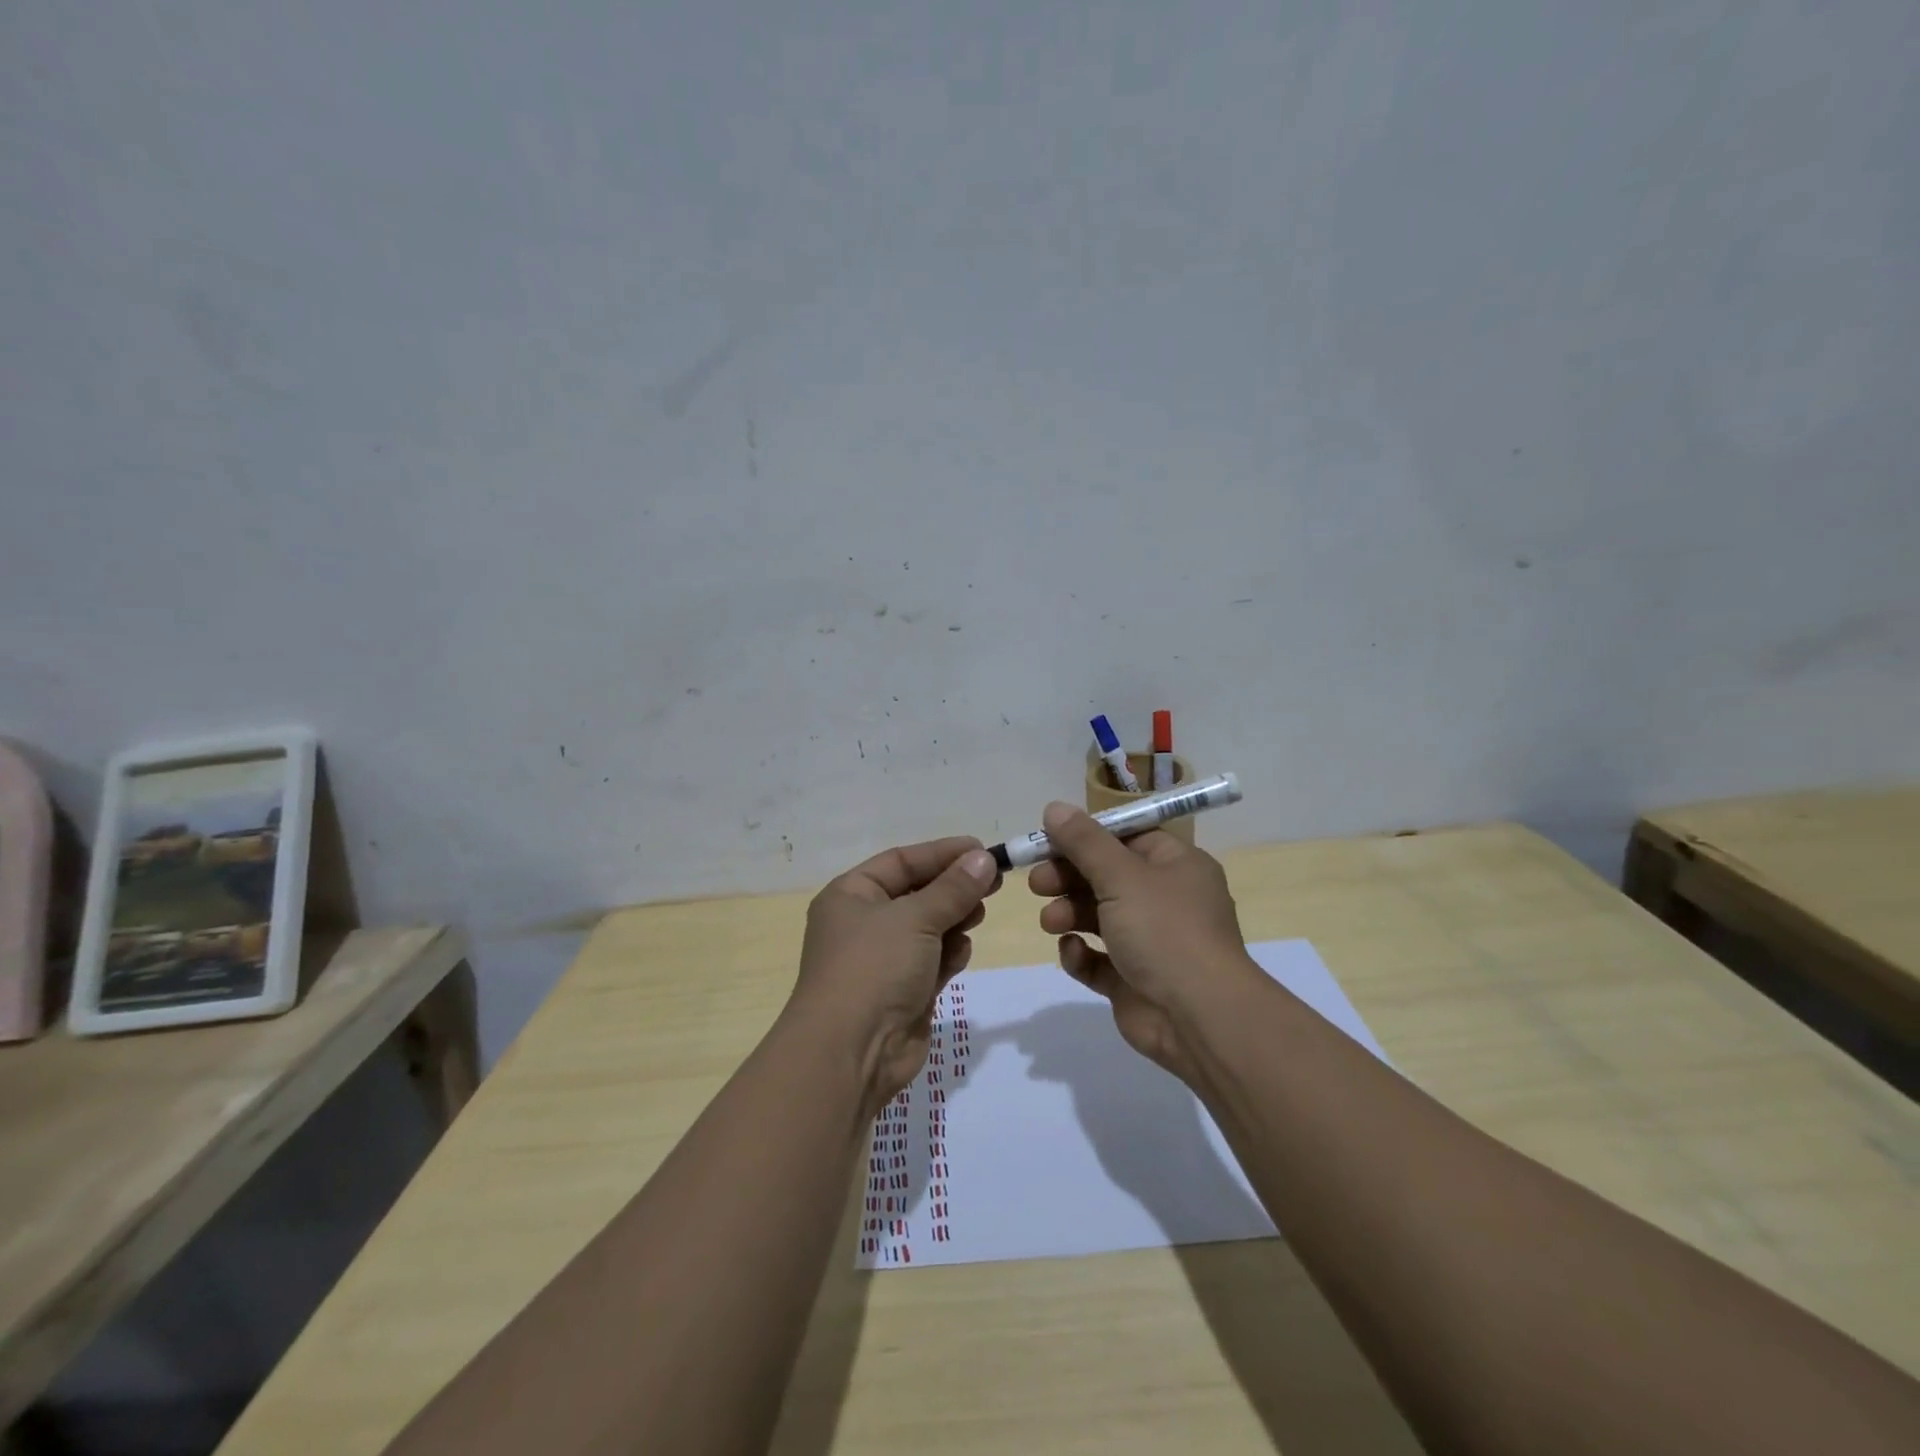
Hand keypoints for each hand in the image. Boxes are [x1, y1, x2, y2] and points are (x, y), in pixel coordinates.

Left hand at [793, 836, 999, 1110]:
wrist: (852, 1053)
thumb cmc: (874, 968)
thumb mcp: (915, 918)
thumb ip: (953, 888)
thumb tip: (983, 859)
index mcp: (851, 895)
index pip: (901, 861)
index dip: (942, 853)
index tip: (982, 850)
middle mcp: (864, 923)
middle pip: (917, 893)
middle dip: (953, 888)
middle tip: (993, 882)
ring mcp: (883, 960)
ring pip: (929, 927)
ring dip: (954, 919)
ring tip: (977, 916)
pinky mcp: (903, 991)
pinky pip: (933, 960)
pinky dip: (949, 953)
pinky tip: (960, 953)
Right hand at [1027, 802, 1264, 1079]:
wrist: (1200, 1018)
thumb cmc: (1165, 931)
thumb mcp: (1121, 876)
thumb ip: (1084, 842)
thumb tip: (1054, 807)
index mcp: (1176, 866)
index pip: (1126, 839)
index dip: (1086, 838)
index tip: (1048, 841)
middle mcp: (1166, 900)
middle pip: (1106, 877)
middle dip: (1068, 878)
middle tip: (1038, 884)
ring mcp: (1151, 943)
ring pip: (1099, 918)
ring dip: (1069, 914)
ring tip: (1050, 922)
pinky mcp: (1134, 981)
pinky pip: (1099, 960)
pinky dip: (1081, 955)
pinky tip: (1073, 953)